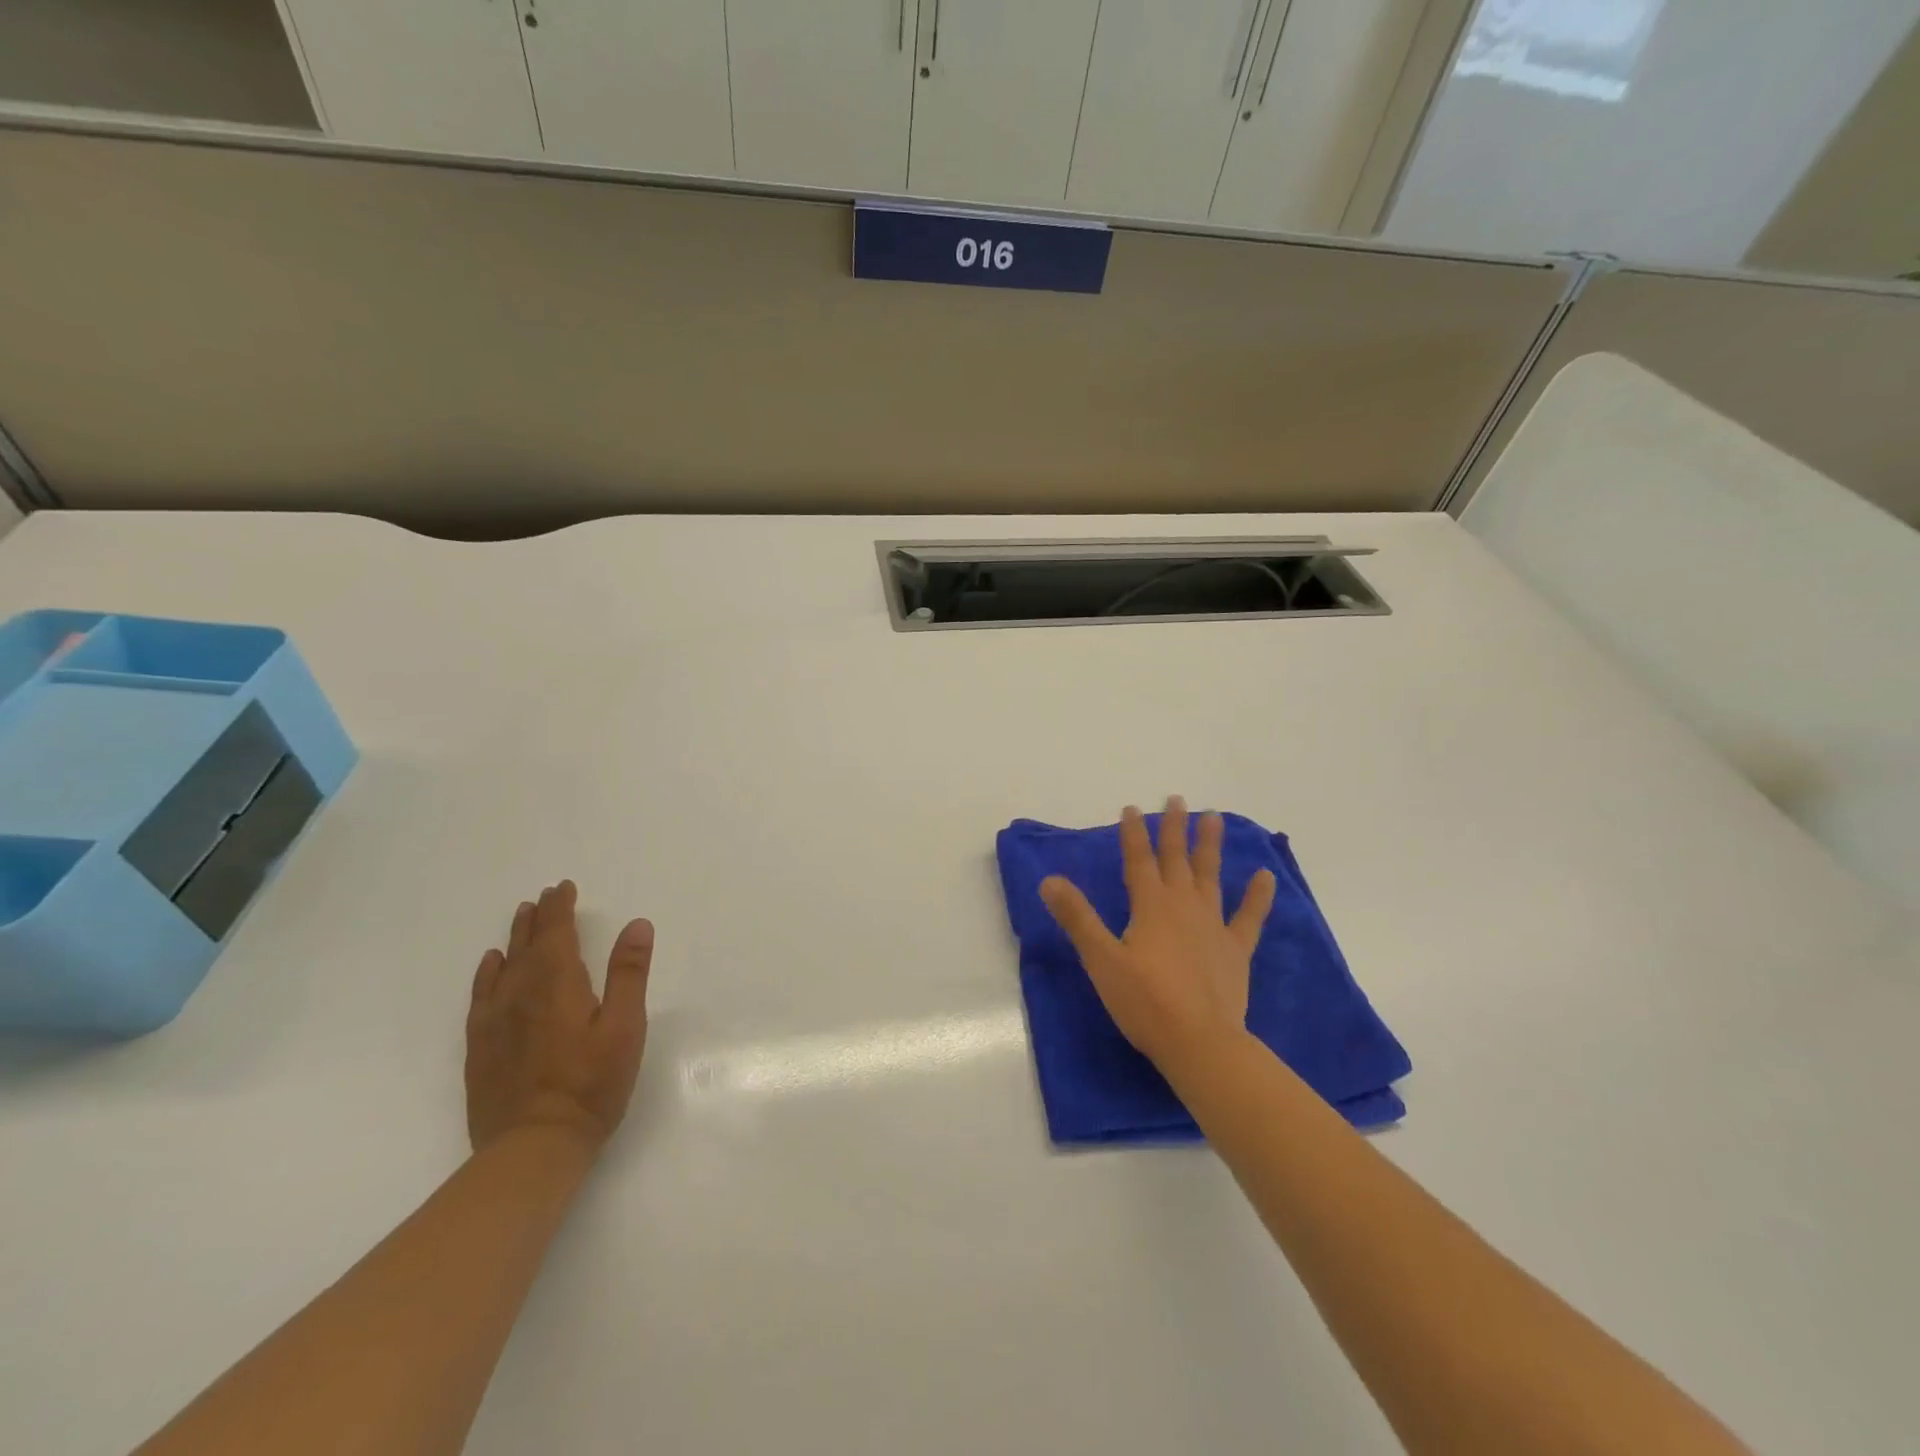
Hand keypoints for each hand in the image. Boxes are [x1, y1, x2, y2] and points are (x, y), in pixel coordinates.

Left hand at [466, 880, 653, 1154]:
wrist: (532, 1146)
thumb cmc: (590, 1084)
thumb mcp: (625, 1027)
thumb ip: (629, 974)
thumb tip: (637, 924)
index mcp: (557, 983)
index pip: (556, 932)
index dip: (560, 907)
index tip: (563, 887)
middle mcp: (520, 993)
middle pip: (527, 944)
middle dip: (538, 917)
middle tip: (545, 896)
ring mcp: (495, 1020)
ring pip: (504, 965)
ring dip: (515, 938)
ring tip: (522, 917)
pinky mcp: (481, 1046)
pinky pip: (481, 994)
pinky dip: (488, 972)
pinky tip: (492, 965)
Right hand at [1039, 797, 1276, 1071]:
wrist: (1200, 1042)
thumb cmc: (1145, 1001)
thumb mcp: (1102, 959)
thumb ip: (1077, 917)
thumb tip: (1049, 880)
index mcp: (1150, 906)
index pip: (1139, 860)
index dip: (1133, 833)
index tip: (1131, 808)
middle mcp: (1183, 906)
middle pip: (1176, 859)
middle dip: (1173, 828)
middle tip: (1177, 798)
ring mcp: (1213, 926)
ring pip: (1210, 876)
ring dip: (1210, 846)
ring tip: (1214, 817)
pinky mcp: (1235, 949)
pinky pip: (1249, 916)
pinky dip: (1257, 896)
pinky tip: (1266, 876)